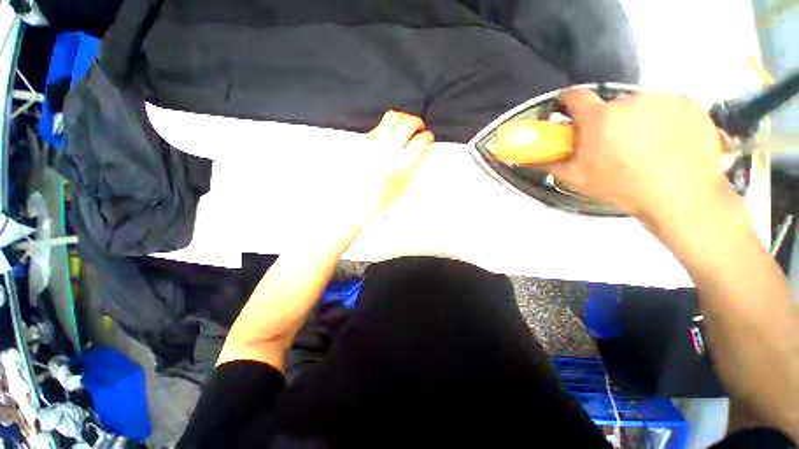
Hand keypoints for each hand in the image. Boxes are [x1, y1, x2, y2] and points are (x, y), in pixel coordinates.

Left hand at [364, 110, 432, 214]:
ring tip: (405, 123)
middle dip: (417, 122)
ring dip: (403, 117)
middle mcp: (389, 150)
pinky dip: (388, 125)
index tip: (427, 138)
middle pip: (408, 124)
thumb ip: (415, 167)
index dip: (427, 137)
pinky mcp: (365, 141)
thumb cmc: (382, 197)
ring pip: (392, 117)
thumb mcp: (405, 187)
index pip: (421, 141)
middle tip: (419, 127)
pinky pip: (379, 125)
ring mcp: (375, 143)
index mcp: (402, 165)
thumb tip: (422, 151)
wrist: (357, 198)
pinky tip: (390, 133)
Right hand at [546, 90, 734, 226]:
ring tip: (642, 146)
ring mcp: (664, 100)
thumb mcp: (577, 180)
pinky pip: (668, 106)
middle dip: (605, 120)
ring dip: (635, 119)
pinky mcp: (690, 104)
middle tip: (610, 144)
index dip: (567, 102)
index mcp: (600, 118)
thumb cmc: (624, 188)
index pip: (575, 96)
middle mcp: (631, 101)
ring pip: (639, 105)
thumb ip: (551, 164)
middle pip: (609, 105)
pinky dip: (663, 119)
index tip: (566, 110)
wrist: (681, 197)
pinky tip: (667, 141)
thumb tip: (531, 159)